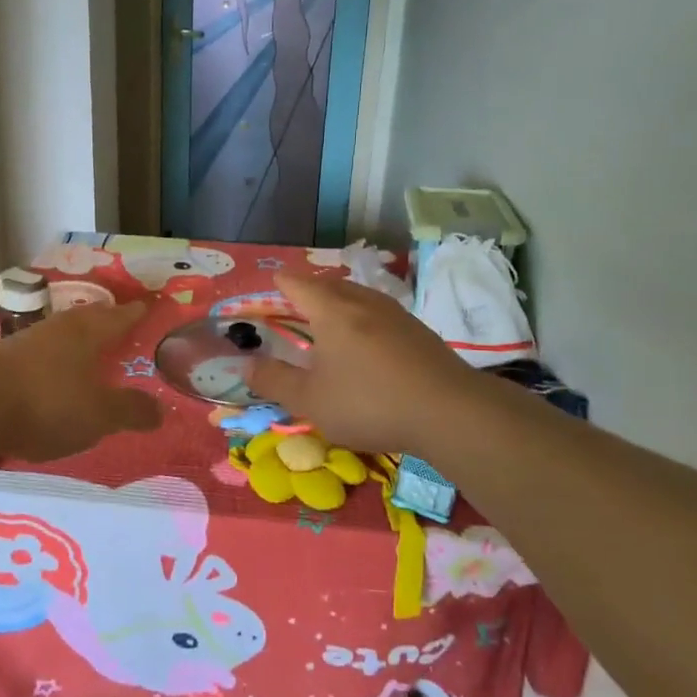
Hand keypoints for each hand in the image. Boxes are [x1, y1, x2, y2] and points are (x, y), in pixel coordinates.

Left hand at [0, 302, 162, 461]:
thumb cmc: (47, 405)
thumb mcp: (99, 415)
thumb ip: (130, 410)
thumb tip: (162, 410)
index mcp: (87, 332)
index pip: (119, 316)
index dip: (136, 313)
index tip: (148, 306)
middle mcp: (58, 327)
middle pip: (89, 318)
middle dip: (107, 320)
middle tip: (123, 324)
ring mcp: (28, 341)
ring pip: (63, 332)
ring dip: (80, 339)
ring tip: (92, 349)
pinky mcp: (5, 359)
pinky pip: (43, 351)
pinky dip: (57, 357)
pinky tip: (56, 372)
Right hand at [246, 274, 474, 454]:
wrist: (449, 412)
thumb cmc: (369, 403)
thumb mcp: (310, 401)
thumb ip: (275, 381)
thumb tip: (246, 364)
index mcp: (331, 310)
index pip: (297, 284)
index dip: (279, 284)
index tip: (269, 287)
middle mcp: (362, 302)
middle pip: (329, 285)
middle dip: (308, 292)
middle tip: (294, 306)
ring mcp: (395, 314)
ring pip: (358, 297)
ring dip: (339, 305)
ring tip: (328, 323)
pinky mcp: (418, 331)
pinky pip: (379, 314)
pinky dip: (363, 321)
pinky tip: (367, 344)